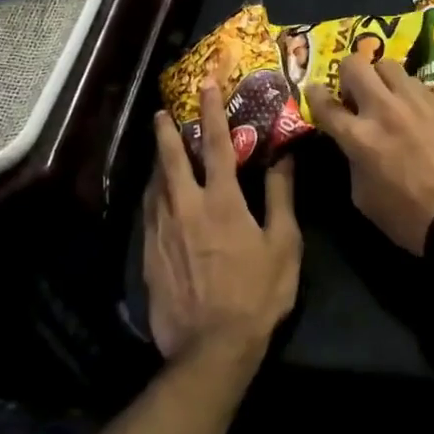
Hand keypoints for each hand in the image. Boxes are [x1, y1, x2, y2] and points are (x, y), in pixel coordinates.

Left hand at [145, 83, 301, 362]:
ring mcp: (162, 231)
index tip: (207, 85)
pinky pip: (150, 213)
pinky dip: (154, 195)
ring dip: (158, 162)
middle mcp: (186, 207)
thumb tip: (284, 158)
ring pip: (155, 185)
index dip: (212, 111)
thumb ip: (281, 198)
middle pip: (170, 159)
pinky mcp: (150, 255)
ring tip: (160, 149)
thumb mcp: (283, 245)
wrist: (211, 348)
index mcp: (222, 201)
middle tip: (163, 112)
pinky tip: (157, 196)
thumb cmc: (256, 294)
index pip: (216, 145)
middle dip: (167, 132)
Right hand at [305, 57, 433, 254]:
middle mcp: (383, 109)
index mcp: (358, 137)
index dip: (313, 95)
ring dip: (378, 76)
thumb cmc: (408, 217)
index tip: (313, 91)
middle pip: (354, 64)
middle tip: (351, 91)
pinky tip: (409, 107)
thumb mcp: (364, 197)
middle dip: (346, 74)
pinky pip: (413, 81)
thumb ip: (352, 161)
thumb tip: (352, 145)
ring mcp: (413, 101)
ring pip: (387, 64)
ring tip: (383, 94)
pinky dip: (404, 89)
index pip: (325, 104)